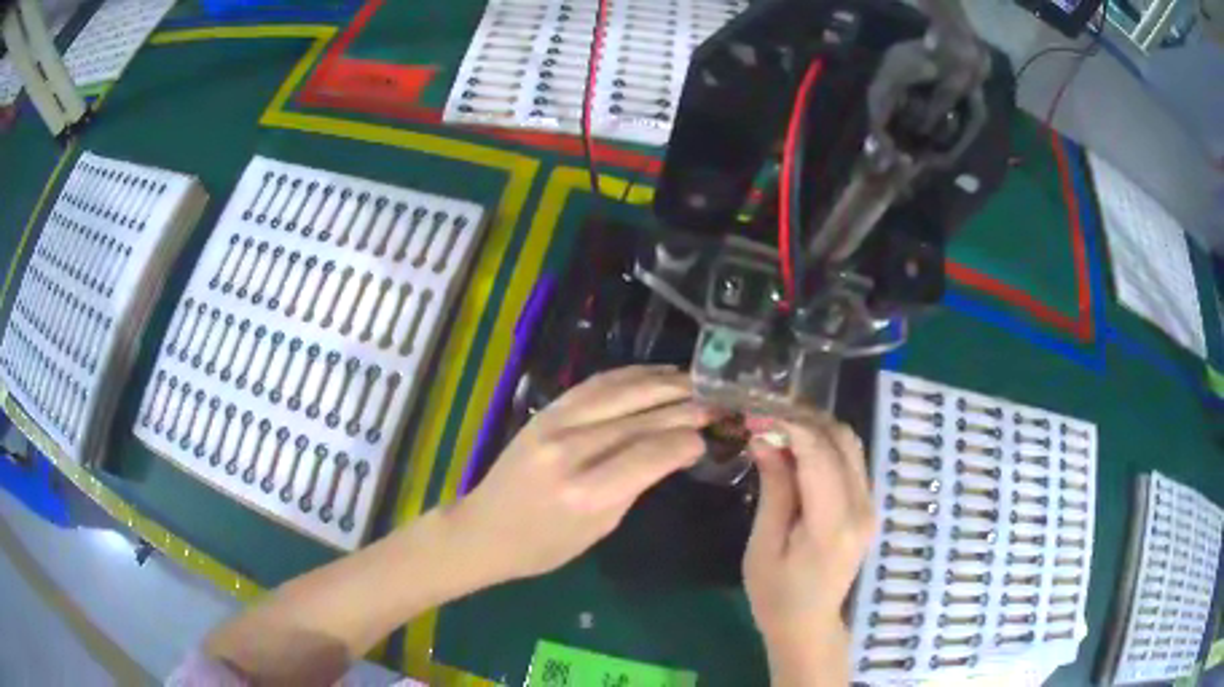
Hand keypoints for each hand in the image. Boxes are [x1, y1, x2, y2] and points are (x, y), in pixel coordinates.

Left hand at [443, 366, 712, 583]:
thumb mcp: (599, 529)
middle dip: (686, 407)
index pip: (653, 453)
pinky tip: (653, 375)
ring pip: (621, 392)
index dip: (689, 440)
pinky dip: (629, 376)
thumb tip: (673, 450)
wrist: (484, 529)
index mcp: (587, 493)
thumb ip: (635, 485)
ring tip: (696, 381)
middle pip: (642, 418)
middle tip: (718, 402)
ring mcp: (554, 424)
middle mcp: (572, 450)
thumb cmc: (544, 546)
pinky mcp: (545, 411)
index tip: (712, 435)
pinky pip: (594, 385)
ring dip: (663, 382)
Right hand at [742, 412, 875, 685]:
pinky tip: (798, 450)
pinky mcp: (868, 507)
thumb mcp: (763, 545)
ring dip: (816, 429)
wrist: (808, 624)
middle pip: (842, 440)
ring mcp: (870, 506)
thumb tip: (765, 438)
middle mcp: (862, 507)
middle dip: (804, 419)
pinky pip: (851, 461)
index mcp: (833, 523)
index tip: (757, 414)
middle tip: (766, 417)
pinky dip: (825, 446)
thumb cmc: (776, 594)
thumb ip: (774, 489)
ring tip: (779, 429)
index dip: (789, 425)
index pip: (819, 454)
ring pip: (850, 445)